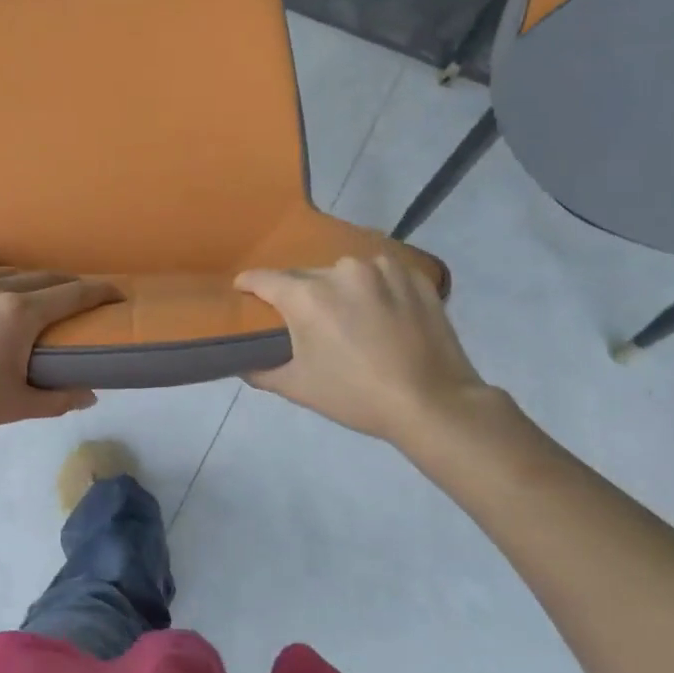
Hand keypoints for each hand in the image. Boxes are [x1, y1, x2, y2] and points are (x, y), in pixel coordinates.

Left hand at [0, 270, 121, 437]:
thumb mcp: (11, 406)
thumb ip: (56, 399)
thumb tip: (90, 394)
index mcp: (18, 314)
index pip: (71, 295)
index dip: (99, 292)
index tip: (117, 292)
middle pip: (41, 277)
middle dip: (66, 284)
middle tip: (79, 296)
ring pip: (3, 274)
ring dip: (26, 282)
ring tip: (32, 296)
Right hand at [235, 256, 498, 451]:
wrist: (433, 404)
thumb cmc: (357, 396)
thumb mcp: (298, 388)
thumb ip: (260, 370)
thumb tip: (240, 362)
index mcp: (308, 295)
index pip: (263, 279)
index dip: (248, 285)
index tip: (243, 292)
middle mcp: (342, 271)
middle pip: (307, 276)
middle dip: (300, 295)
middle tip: (305, 322)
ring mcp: (383, 269)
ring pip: (346, 273)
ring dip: (341, 290)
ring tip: (351, 318)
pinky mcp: (414, 276)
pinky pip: (382, 276)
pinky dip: (376, 290)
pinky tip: (383, 315)